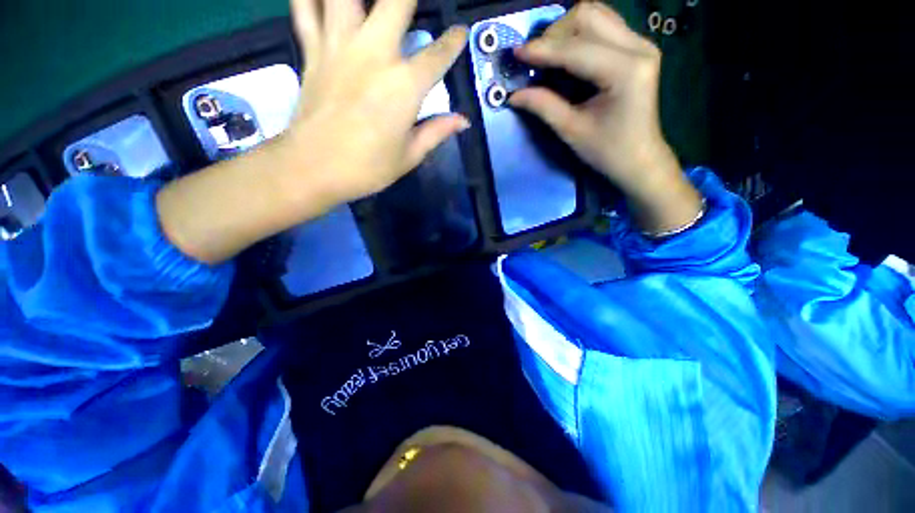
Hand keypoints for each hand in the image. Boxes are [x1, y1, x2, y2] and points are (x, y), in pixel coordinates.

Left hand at [282, 0, 469, 203]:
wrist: (313, 169)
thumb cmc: (367, 168)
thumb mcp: (409, 156)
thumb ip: (437, 132)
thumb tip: (462, 121)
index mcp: (405, 86)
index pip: (438, 55)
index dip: (454, 41)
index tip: (460, 33)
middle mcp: (374, 55)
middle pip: (396, 1)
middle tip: (412, 6)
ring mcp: (339, 48)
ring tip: (367, 0)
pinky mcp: (312, 52)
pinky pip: (305, 9)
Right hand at [510, 2, 701, 232]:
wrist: (639, 158)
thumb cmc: (607, 151)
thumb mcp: (571, 131)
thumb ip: (543, 106)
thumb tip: (514, 94)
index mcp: (625, 70)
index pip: (576, 48)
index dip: (542, 50)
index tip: (515, 54)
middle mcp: (638, 46)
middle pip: (588, 15)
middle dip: (554, 34)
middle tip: (534, 59)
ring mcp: (640, 43)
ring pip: (596, 13)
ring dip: (565, 30)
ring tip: (547, 56)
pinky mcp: (637, 47)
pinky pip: (603, 25)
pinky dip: (578, 34)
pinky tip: (566, 54)